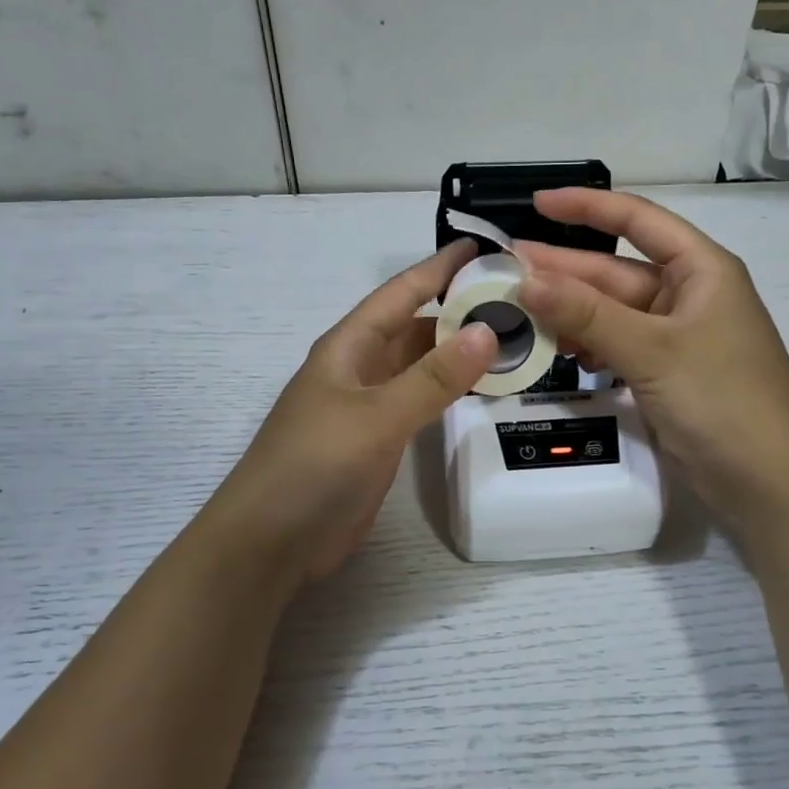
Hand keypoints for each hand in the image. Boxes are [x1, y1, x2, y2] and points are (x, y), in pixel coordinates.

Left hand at [204, 240, 497, 587]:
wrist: (271, 541)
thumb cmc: (315, 466)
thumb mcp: (377, 417)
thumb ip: (433, 377)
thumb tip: (487, 331)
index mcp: (349, 346)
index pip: (401, 293)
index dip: (439, 267)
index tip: (483, 247)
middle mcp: (360, 367)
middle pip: (415, 326)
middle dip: (459, 310)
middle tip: (518, 300)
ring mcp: (369, 405)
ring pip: (420, 364)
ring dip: (458, 351)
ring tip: (513, 339)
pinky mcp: (378, 439)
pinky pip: (420, 400)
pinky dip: (450, 390)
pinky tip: (482, 388)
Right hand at [515, 188, 788, 523]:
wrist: (771, 484)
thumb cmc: (724, 401)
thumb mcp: (654, 351)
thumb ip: (588, 314)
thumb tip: (526, 279)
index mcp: (701, 270)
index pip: (639, 220)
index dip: (588, 206)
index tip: (537, 204)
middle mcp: (688, 296)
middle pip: (616, 271)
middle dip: (563, 269)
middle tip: (504, 269)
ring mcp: (676, 338)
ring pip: (612, 312)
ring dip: (569, 310)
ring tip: (516, 309)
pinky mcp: (665, 374)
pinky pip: (617, 345)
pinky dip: (587, 344)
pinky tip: (555, 349)